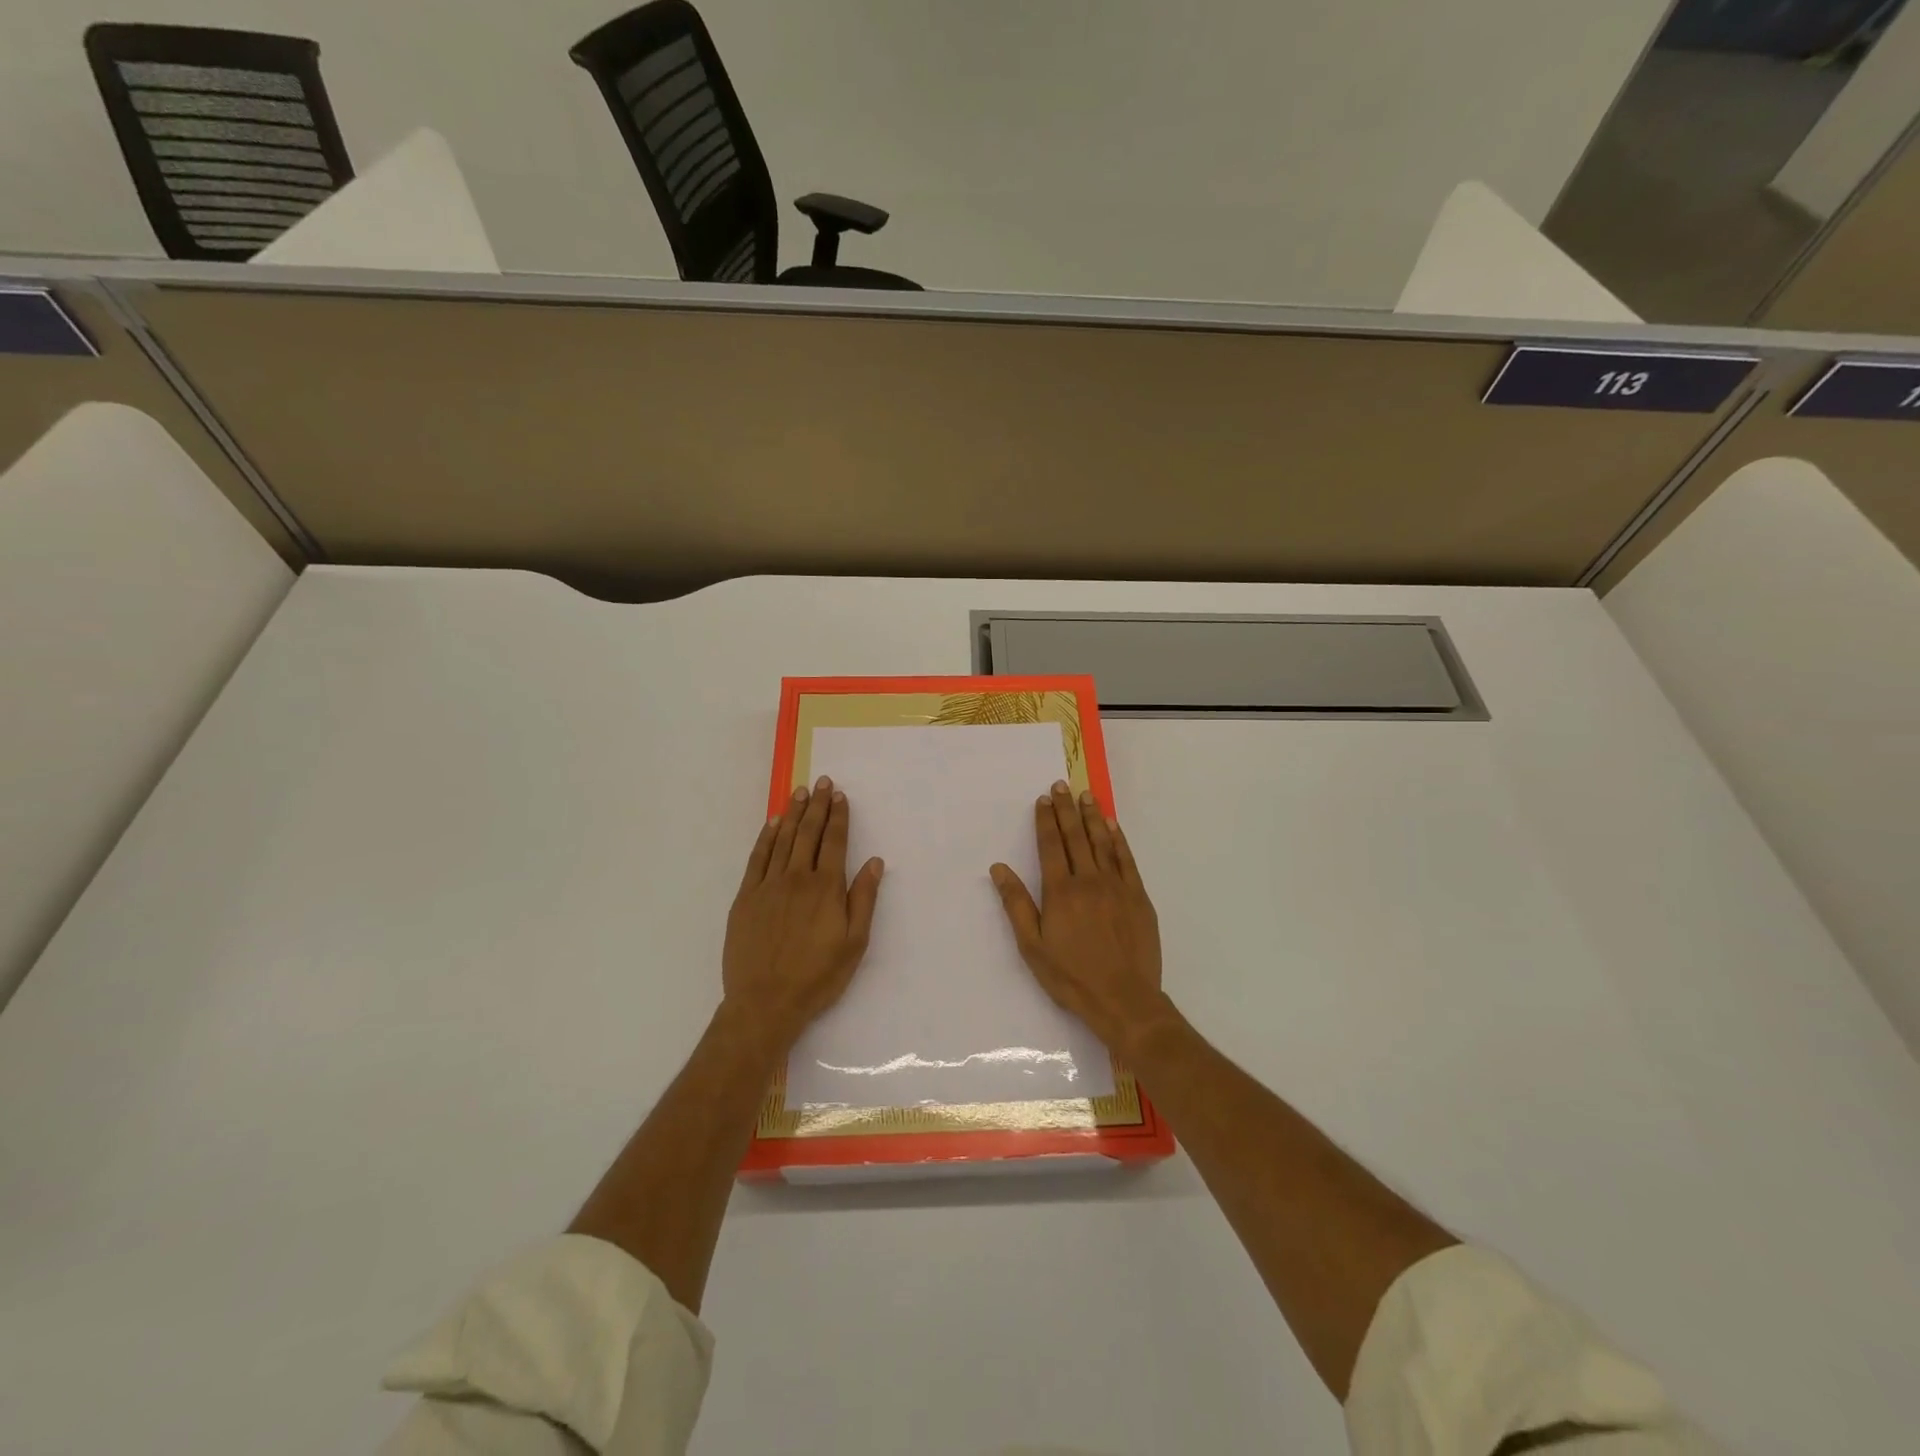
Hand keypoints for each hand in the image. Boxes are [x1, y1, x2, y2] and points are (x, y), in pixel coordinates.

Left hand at [723, 776, 883, 1048]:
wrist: (765, 1002)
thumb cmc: (817, 977)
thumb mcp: (854, 943)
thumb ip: (863, 899)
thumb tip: (874, 862)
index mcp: (826, 888)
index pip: (834, 842)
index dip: (838, 817)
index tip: (840, 795)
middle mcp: (797, 879)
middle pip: (809, 834)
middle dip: (817, 806)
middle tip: (821, 782)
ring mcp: (768, 886)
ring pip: (782, 840)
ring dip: (793, 814)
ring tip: (800, 792)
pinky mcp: (746, 897)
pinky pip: (757, 858)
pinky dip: (766, 837)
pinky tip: (773, 823)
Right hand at [990, 780, 1167, 1053]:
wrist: (1124, 999)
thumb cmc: (1071, 977)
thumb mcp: (1032, 946)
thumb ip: (1016, 904)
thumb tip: (999, 868)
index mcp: (1060, 892)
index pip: (1051, 846)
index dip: (1046, 821)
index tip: (1043, 800)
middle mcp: (1088, 880)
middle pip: (1075, 837)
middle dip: (1066, 810)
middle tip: (1062, 785)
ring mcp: (1117, 886)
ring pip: (1102, 842)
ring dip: (1092, 817)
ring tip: (1086, 795)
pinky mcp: (1138, 897)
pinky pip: (1127, 859)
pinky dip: (1118, 840)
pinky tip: (1112, 826)